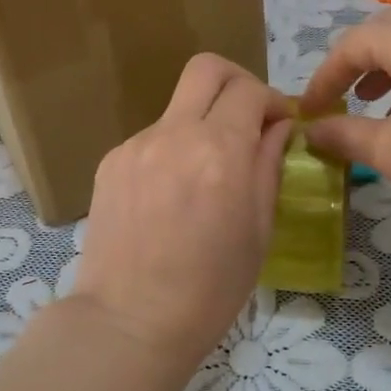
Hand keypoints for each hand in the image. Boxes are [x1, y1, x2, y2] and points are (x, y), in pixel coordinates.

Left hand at [71, 54, 294, 367]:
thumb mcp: (259, 229)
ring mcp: (137, 145)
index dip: (273, 100)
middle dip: (237, 82)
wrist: (129, 321)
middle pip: (207, 68)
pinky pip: (152, 138)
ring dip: (202, 122)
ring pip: (178, 107)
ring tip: (206, 173)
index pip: (251, 90)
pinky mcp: (111, 161)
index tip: (280, 125)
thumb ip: (268, 165)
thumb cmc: (210, 289)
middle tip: (248, 117)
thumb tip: (277, 127)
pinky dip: (173, 149)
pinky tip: (172, 194)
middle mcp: (175, 134)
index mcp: (220, 152)